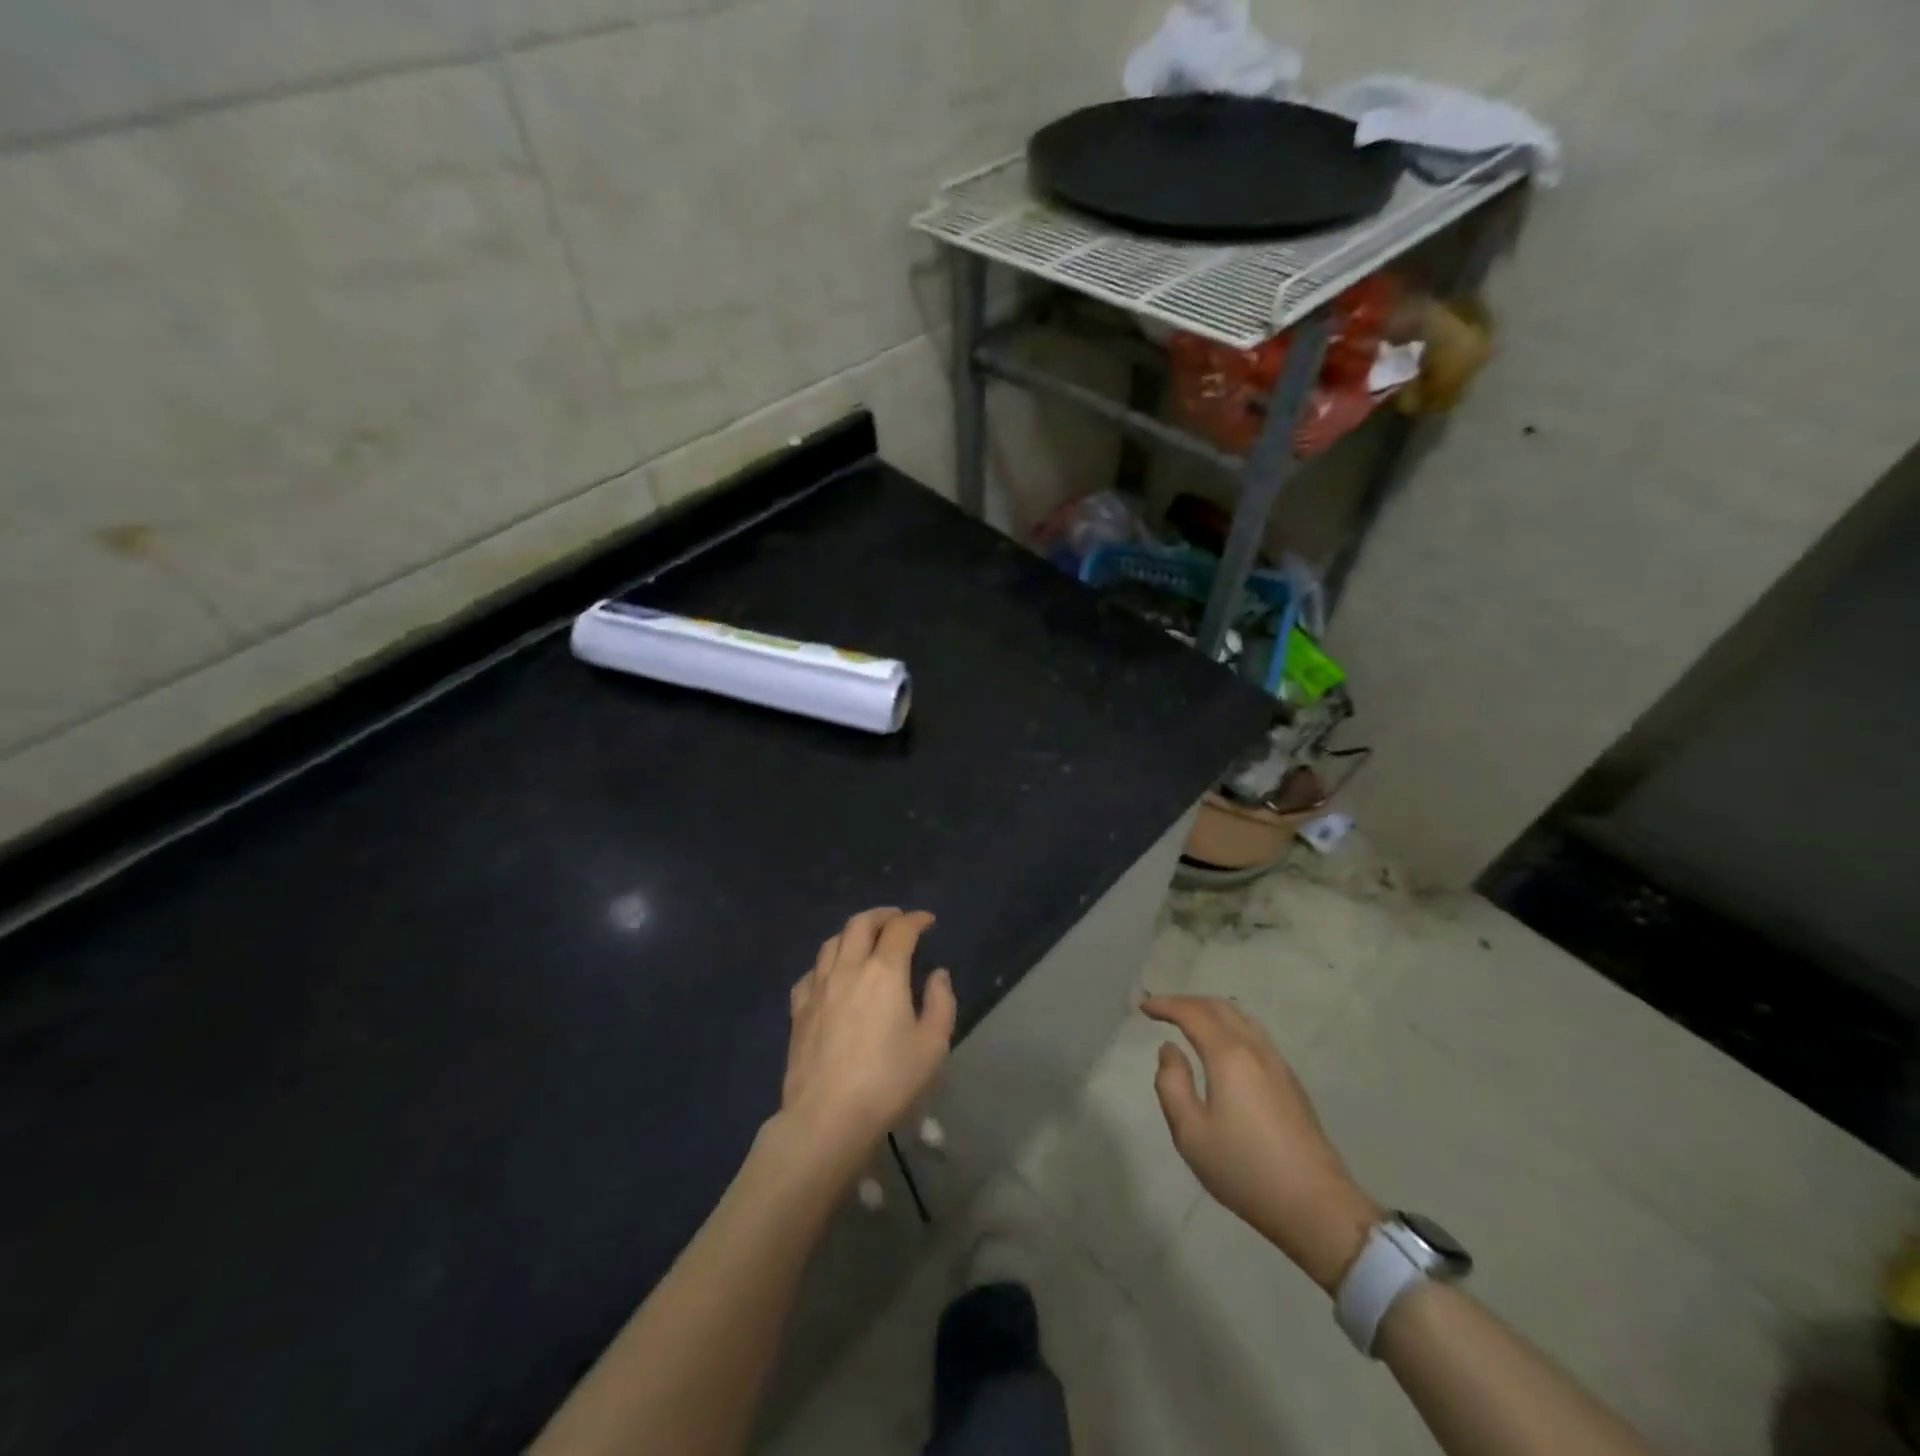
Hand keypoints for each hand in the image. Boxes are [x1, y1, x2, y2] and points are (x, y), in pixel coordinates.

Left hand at [781, 908, 956, 1167]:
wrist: (827, 1117)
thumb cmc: (888, 1081)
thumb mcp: (932, 1045)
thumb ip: (941, 1002)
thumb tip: (937, 975)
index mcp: (885, 971)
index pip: (901, 929)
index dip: (916, 919)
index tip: (928, 922)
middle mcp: (849, 968)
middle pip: (860, 924)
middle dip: (882, 915)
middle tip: (897, 921)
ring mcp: (818, 987)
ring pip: (832, 942)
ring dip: (852, 934)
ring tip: (865, 942)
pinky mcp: (798, 1010)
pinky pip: (812, 972)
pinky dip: (826, 964)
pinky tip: (832, 977)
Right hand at [1144, 995, 1380, 1293]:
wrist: (1315, 1205)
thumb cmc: (1244, 1169)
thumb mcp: (1190, 1133)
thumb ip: (1171, 1084)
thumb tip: (1169, 1050)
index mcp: (1228, 1055)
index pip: (1192, 1013)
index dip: (1165, 1005)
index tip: (1143, 1006)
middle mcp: (1255, 1049)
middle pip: (1219, 1007)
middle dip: (1187, 1002)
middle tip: (1162, 1009)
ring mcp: (1277, 1063)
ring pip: (1241, 1018)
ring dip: (1211, 1011)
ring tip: (1189, 1022)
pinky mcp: (1290, 1081)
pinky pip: (1254, 1035)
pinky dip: (1229, 1026)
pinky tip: (1221, 1047)